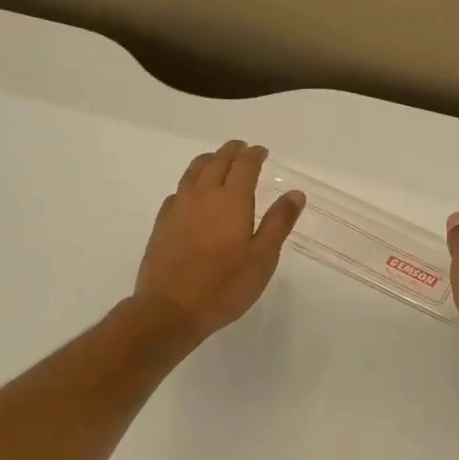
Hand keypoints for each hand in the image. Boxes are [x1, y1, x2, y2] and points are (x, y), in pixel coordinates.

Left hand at [135, 142, 304, 344]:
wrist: (170, 310)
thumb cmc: (224, 286)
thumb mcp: (263, 258)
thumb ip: (278, 222)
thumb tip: (295, 193)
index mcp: (232, 200)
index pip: (244, 165)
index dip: (254, 154)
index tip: (262, 152)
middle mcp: (203, 196)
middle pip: (217, 161)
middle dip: (232, 151)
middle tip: (242, 149)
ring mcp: (178, 208)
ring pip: (193, 171)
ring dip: (209, 161)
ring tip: (217, 161)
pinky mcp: (162, 223)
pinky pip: (178, 191)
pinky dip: (190, 183)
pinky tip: (192, 195)